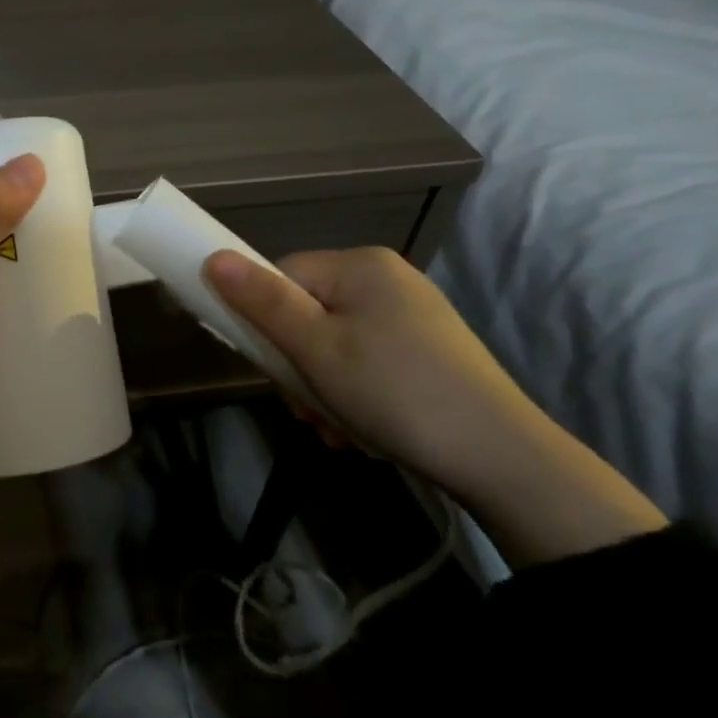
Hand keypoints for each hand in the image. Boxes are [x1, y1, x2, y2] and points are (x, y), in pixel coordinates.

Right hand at [204, 246, 665, 565]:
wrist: (504, 460)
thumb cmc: (395, 393)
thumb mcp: (317, 349)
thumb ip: (263, 303)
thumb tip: (213, 257)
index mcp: (360, 265)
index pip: (282, 277)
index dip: (265, 323)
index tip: (271, 370)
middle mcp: (387, 279)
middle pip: (307, 314)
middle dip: (298, 368)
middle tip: (308, 411)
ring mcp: (412, 316)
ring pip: (334, 345)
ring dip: (323, 390)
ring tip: (337, 430)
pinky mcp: (428, 352)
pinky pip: (367, 363)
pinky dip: (354, 396)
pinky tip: (363, 431)